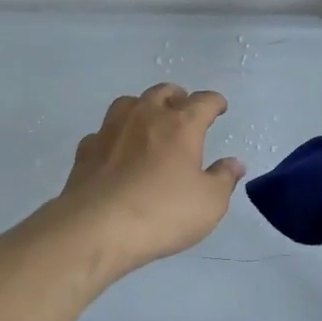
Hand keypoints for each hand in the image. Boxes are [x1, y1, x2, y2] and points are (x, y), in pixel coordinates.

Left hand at [50, 84, 245, 281]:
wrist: (97, 228)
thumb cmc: (162, 213)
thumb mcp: (209, 203)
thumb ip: (224, 178)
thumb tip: (235, 163)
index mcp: (180, 125)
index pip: (203, 101)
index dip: (215, 102)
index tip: (219, 107)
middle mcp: (146, 117)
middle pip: (164, 92)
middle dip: (178, 98)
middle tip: (184, 111)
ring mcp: (112, 130)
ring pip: (129, 103)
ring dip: (143, 107)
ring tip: (149, 123)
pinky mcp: (87, 149)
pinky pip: (104, 132)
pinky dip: (115, 136)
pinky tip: (117, 151)